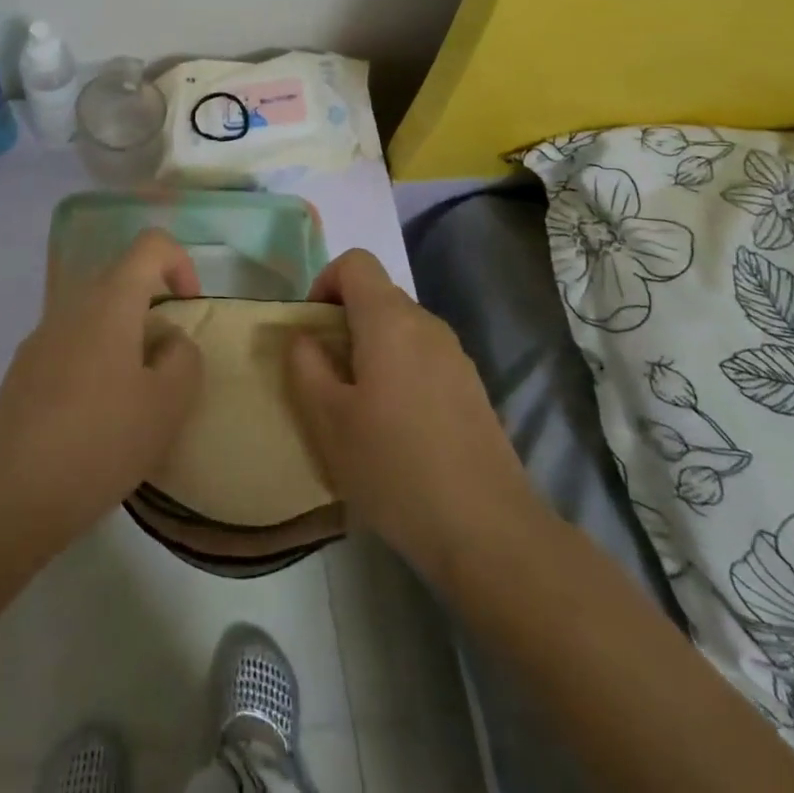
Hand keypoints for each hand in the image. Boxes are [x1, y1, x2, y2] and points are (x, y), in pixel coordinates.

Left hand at [0, 229, 203, 542]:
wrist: (10, 494)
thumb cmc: (100, 440)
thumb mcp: (167, 405)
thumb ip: (184, 359)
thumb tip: (169, 340)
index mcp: (110, 301)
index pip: (151, 244)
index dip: (181, 264)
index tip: (190, 308)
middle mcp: (73, 305)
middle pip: (122, 280)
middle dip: (153, 311)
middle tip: (168, 366)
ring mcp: (42, 336)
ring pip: (96, 317)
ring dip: (124, 342)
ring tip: (134, 401)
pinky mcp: (23, 370)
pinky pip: (72, 346)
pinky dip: (95, 365)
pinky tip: (95, 422)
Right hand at [287, 249, 546, 587]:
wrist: (489, 531)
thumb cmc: (395, 468)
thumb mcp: (329, 420)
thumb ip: (305, 366)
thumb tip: (304, 337)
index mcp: (390, 320)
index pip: (355, 262)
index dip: (324, 283)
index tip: (312, 330)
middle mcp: (426, 325)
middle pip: (377, 295)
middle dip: (343, 322)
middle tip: (326, 375)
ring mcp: (456, 356)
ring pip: (400, 329)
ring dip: (371, 350)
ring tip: (358, 407)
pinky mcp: (472, 388)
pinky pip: (423, 358)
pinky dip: (399, 372)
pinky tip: (396, 428)